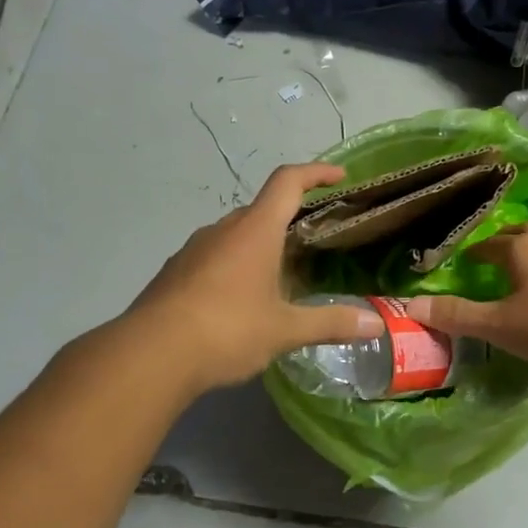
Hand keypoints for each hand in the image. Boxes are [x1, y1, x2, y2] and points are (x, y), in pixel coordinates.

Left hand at [129, 163, 384, 394]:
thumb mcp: (285, 330)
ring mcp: (193, 249)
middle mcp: (223, 230)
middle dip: (289, 218)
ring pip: (235, 235)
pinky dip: (234, 266)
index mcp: (255, 231)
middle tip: (313, 241)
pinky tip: (240, 301)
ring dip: (260, 245)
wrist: (150, 355)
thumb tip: (377, 325)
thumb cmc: (227, 330)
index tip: (339, 176)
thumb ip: (331, 323)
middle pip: (262, 209)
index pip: (288, 182)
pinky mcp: (174, 272)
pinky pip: (213, 257)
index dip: (316, 172)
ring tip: (280, 277)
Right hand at [405, 222, 527, 372]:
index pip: (486, 244)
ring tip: (521, 272)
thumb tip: (411, 306)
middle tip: (491, 263)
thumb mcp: (500, 325)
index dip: (472, 255)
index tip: (463, 266)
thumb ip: (457, 315)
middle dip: (502, 245)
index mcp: (519, 247)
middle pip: (518, 234)